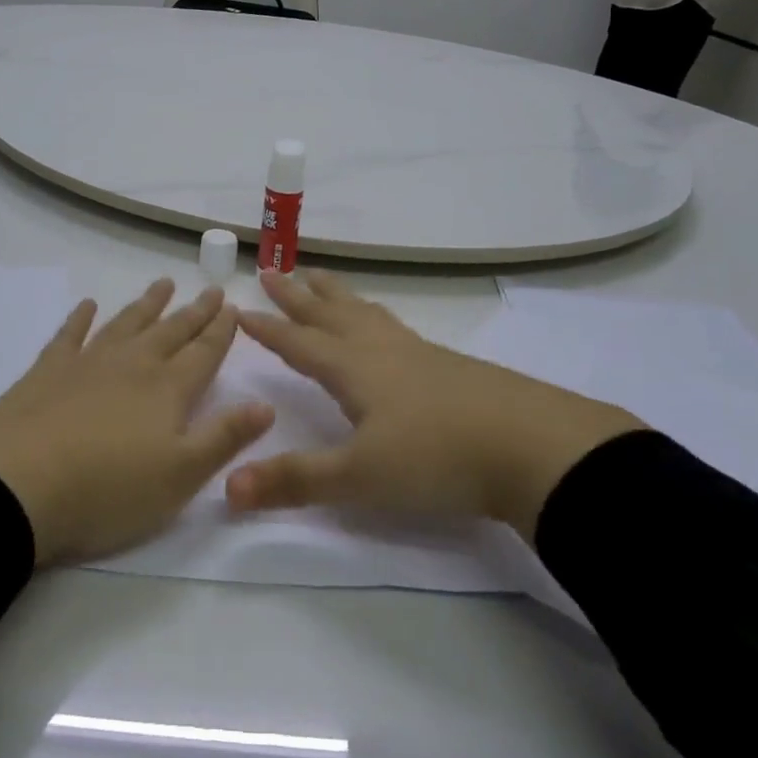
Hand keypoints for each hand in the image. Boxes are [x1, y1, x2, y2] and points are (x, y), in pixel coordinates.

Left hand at [0, 280, 272, 567]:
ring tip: (163, 284)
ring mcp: (88, 362)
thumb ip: (225, 437)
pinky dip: (80, 318)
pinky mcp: (48, 370)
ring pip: (127, 323)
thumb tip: (266, 404)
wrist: (18, 484)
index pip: (204, 352)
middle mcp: (133, 364)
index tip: (233, 306)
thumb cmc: (107, 489)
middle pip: (171, 331)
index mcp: (168, 389)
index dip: (221, 330)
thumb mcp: (180, 475)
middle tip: (211, 289)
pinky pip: (70, 334)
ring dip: (147, 304)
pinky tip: (88, 305)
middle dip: (194, 311)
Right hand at [227, 271, 644, 536]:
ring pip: (364, 312)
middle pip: (329, 313)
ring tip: (321, 279)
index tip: (239, 308)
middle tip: (273, 270)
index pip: (298, 342)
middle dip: (297, 295)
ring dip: (336, 295)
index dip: (268, 328)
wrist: (531, 446)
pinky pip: (393, 325)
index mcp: (352, 368)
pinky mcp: (447, 364)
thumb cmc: (437, 458)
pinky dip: (373, 314)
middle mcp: (379, 349)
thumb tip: (226, 487)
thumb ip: (295, 481)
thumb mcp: (360, 478)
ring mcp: (417, 352)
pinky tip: (384, 328)